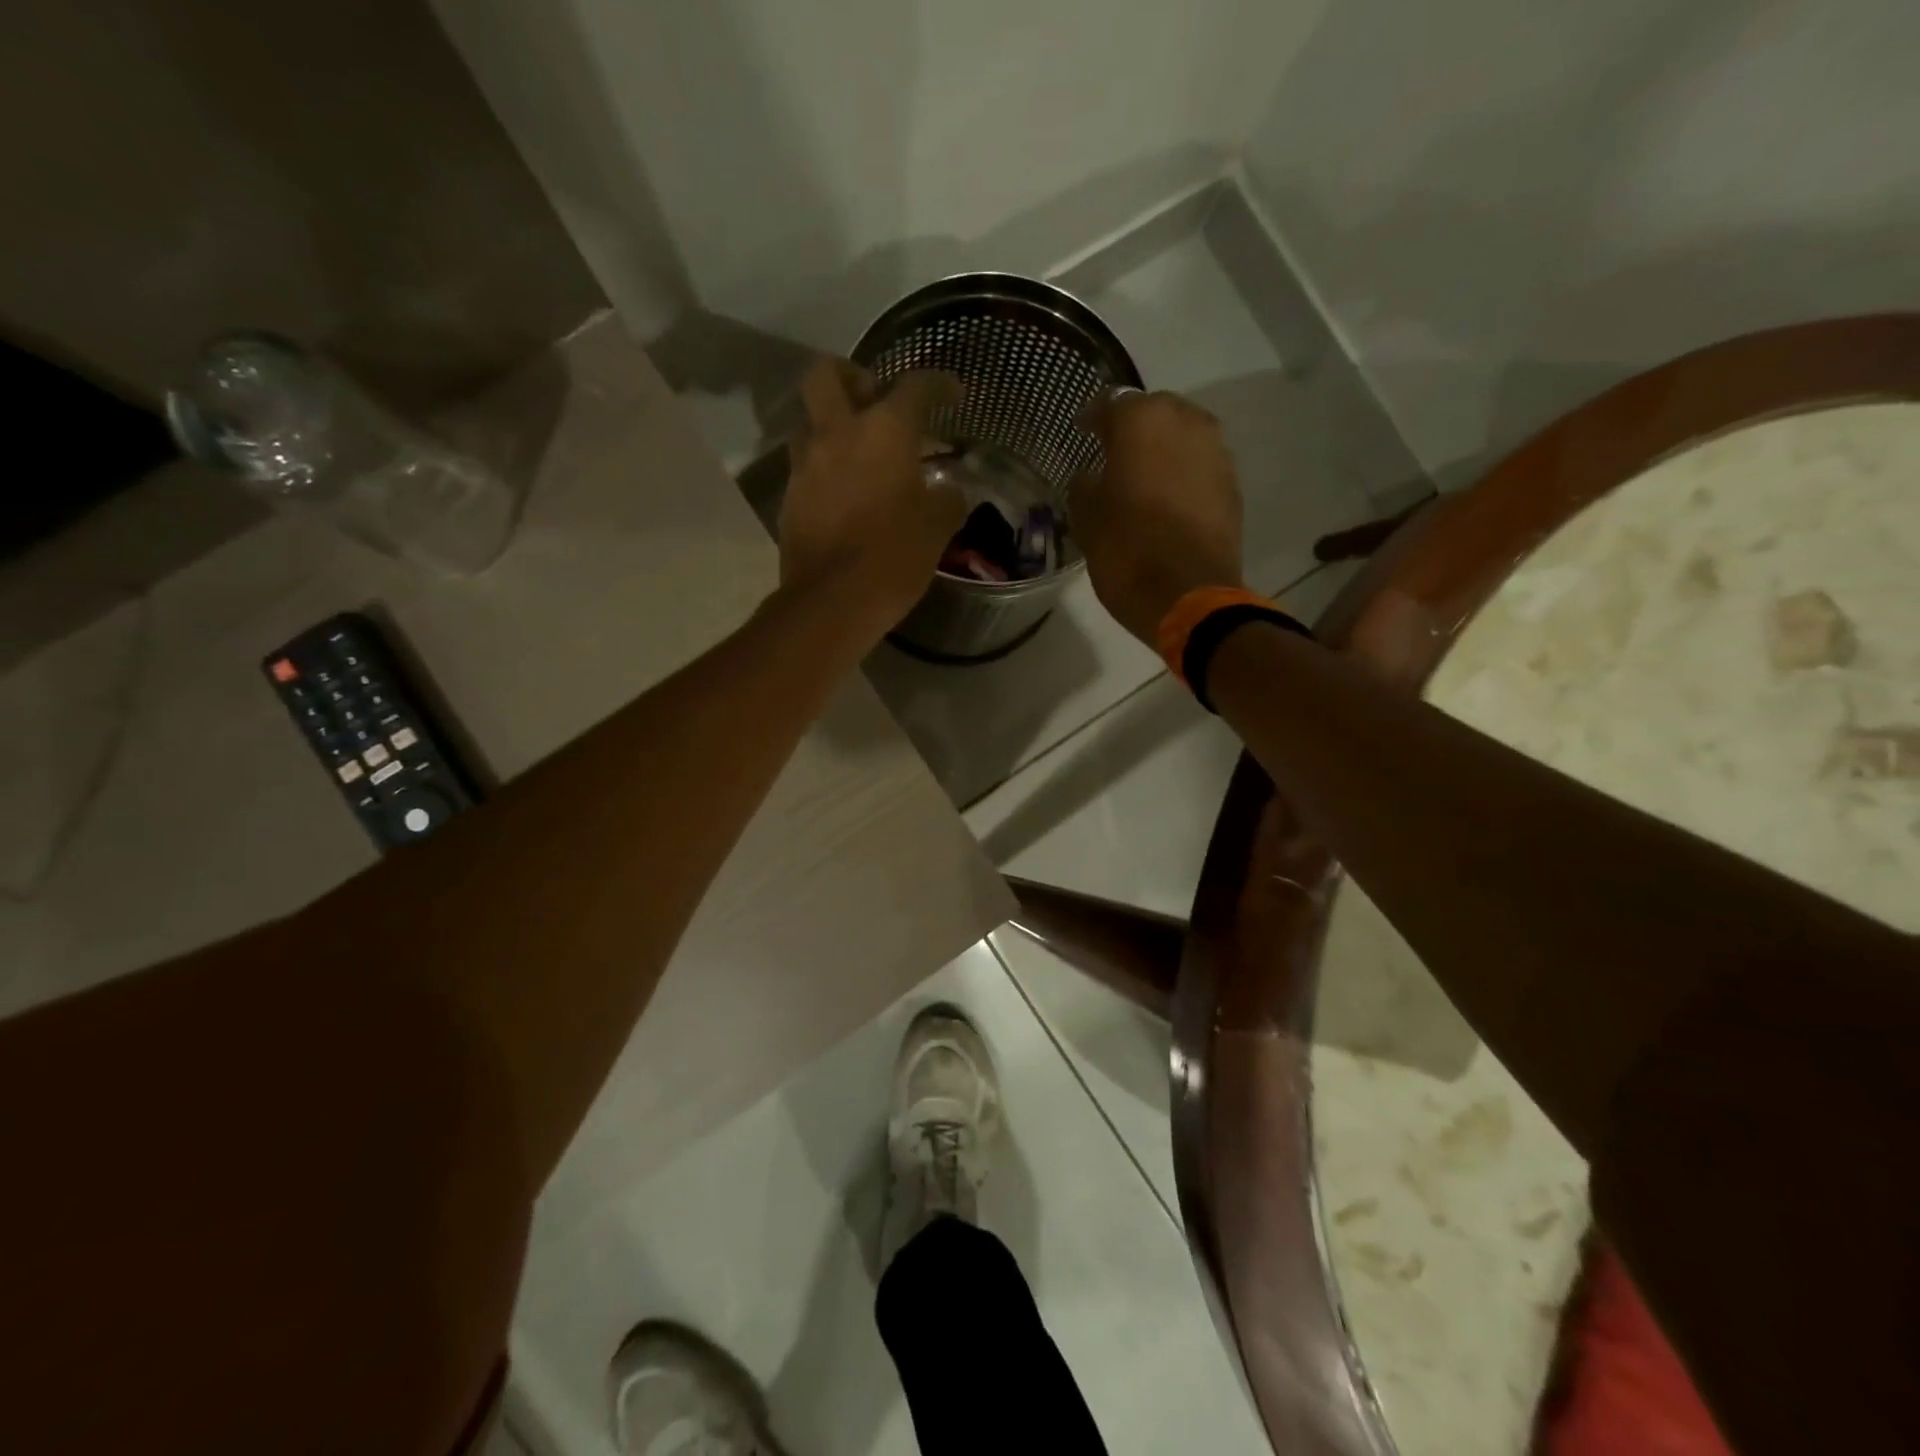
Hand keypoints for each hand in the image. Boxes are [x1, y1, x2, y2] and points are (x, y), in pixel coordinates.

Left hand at [778, 358, 967, 636]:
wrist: (832, 601)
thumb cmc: (894, 557)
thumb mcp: (937, 529)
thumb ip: (947, 500)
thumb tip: (948, 492)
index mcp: (884, 431)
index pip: (915, 386)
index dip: (939, 384)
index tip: (953, 394)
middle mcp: (838, 432)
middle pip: (828, 374)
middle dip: (851, 375)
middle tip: (873, 397)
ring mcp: (806, 463)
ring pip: (809, 419)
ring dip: (831, 423)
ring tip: (858, 450)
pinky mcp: (789, 495)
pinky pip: (805, 463)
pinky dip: (824, 464)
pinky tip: (845, 490)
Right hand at [1070, 389, 1244, 644]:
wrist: (1189, 596)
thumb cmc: (1126, 551)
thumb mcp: (1086, 519)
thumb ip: (1084, 486)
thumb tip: (1091, 477)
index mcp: (1141, 421)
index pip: (1109, 404)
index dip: (1092, 419)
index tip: (1081, 433)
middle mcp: (1185, 421)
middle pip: (1153, 411)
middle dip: (1132, 428)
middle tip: (1112, 453)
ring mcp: (1216, 451)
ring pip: (1182, 435)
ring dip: (1162, 448)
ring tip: (1142, 475)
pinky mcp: (1232, 483)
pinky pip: (1200, 464)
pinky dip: (1183, 472)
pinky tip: (1168, 497)